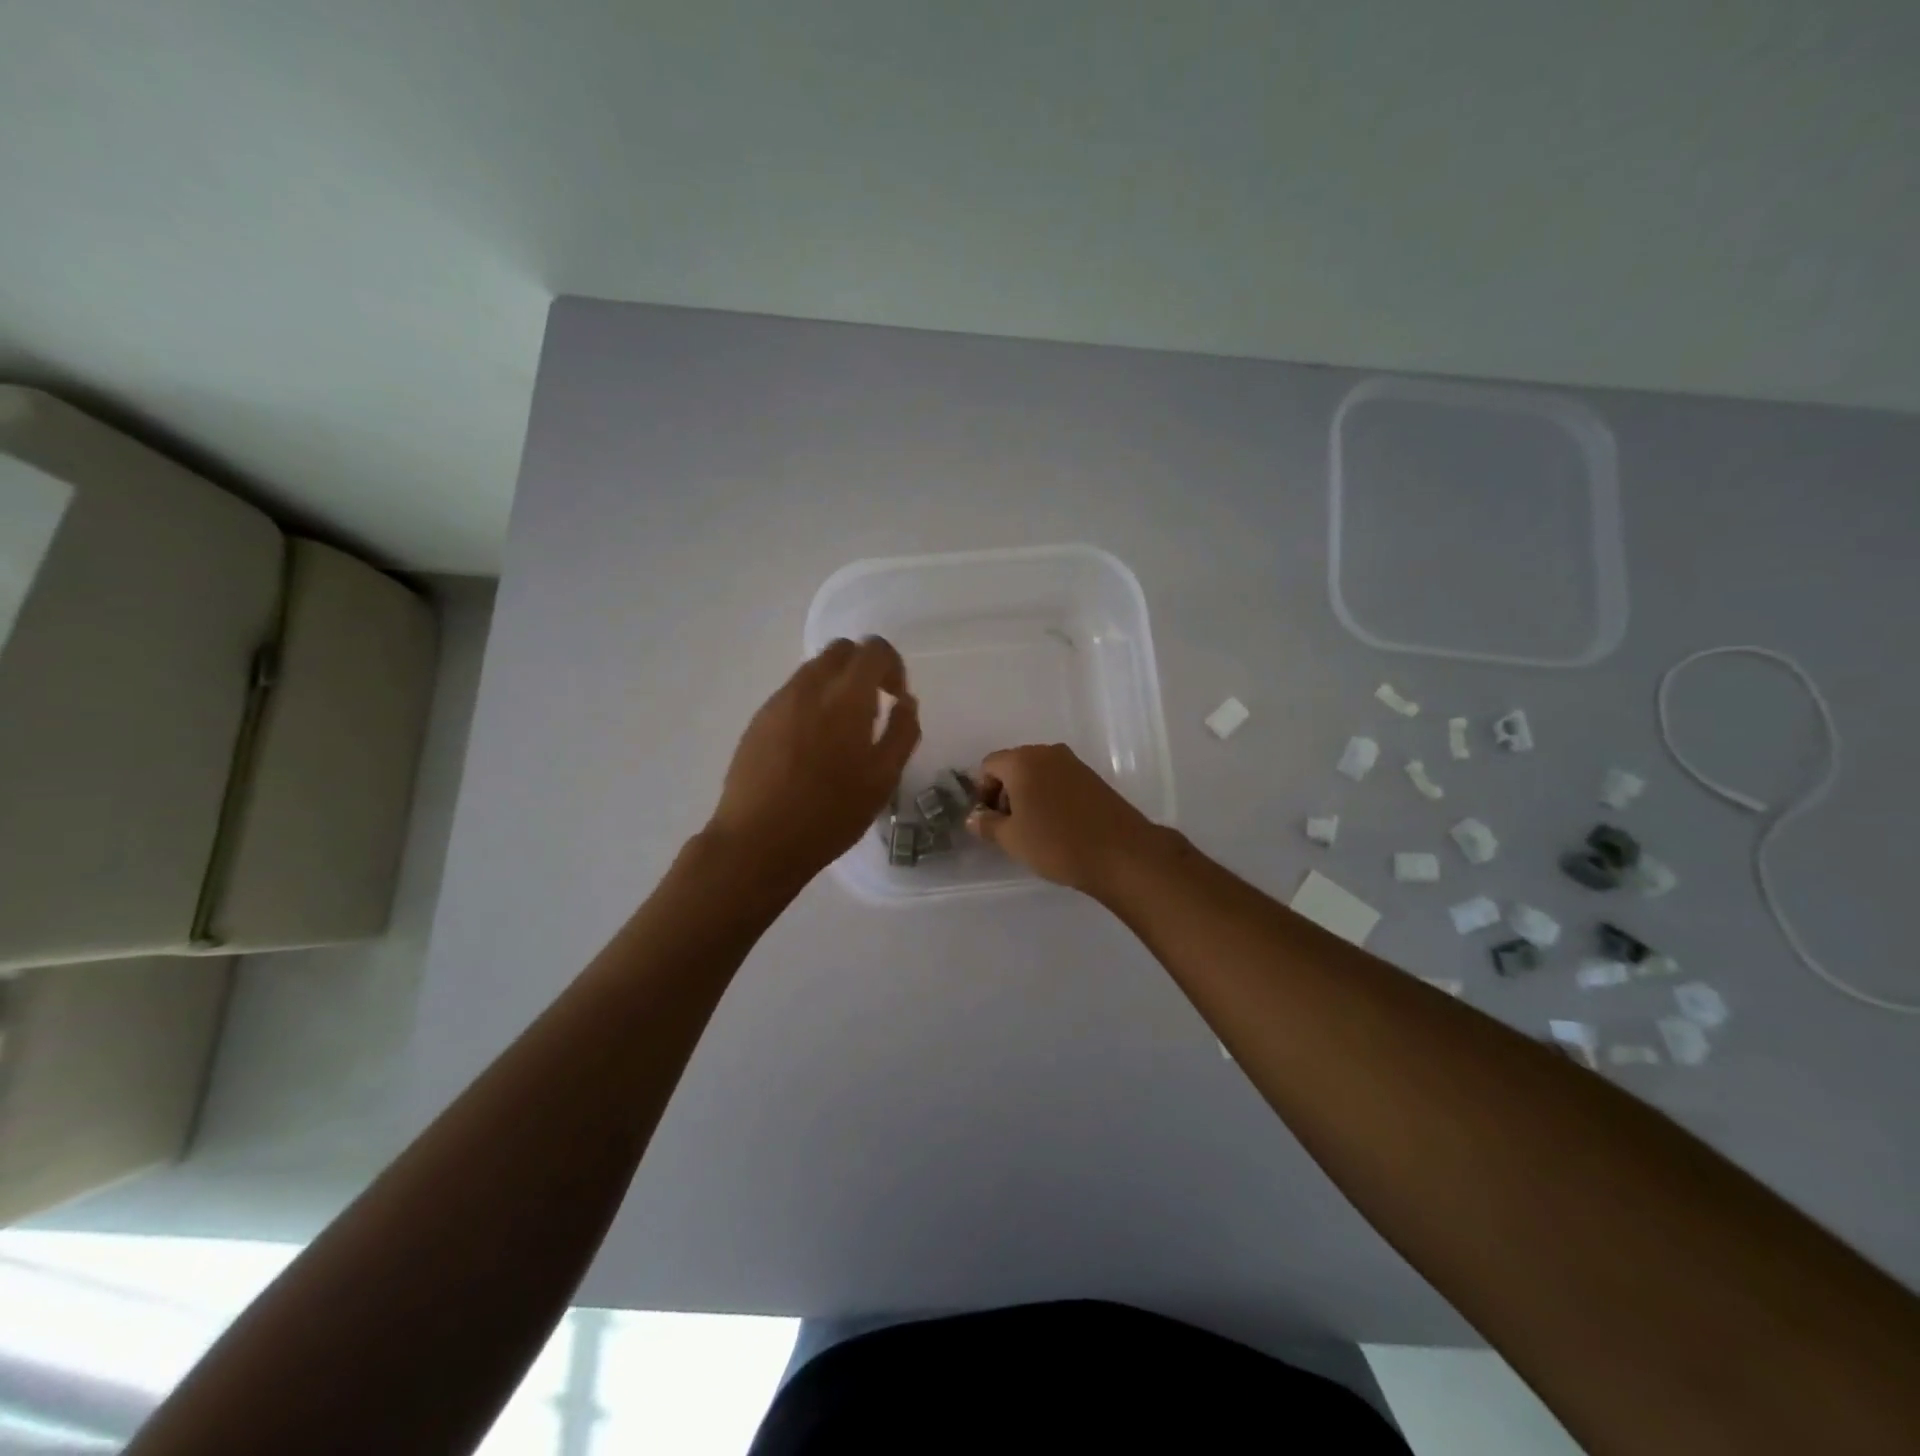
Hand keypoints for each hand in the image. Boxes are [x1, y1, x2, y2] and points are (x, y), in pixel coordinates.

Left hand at [708, 637, 920, 880]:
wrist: (758, 840)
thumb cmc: (830, 813)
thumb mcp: (883, 779)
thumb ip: (903, 732)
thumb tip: (906, 702)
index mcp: (846, 696)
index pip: (874, 649)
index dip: (893, 666)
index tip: (895, 699)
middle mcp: (809, 686)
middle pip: (841, 650)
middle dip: (864, 668)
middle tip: (873, 709)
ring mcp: (778, 701)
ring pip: (814, 670)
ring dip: (836, 685)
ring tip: (842, 732)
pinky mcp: (758, 719)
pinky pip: (793, 693)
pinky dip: (812, 702)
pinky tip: (812, 747)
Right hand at [966, 743, 1159, 896]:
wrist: (1121, 853)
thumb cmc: (1056, 843)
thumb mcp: (1012, 839)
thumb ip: (987, 824)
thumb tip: (973, 817)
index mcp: (1023, 761)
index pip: (989, 766)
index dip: (983, 792)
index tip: (989, 820)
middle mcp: (1048, 753)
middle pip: (1014, 766)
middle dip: (1005, 793)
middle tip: (1008, 827)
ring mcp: (1074, 764)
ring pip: (1038, 773)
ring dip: (1028, 795)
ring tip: (1034, 829)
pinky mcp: (1093, 778)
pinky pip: (1059, 781)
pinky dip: (1050, 797)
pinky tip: (1057, 826)